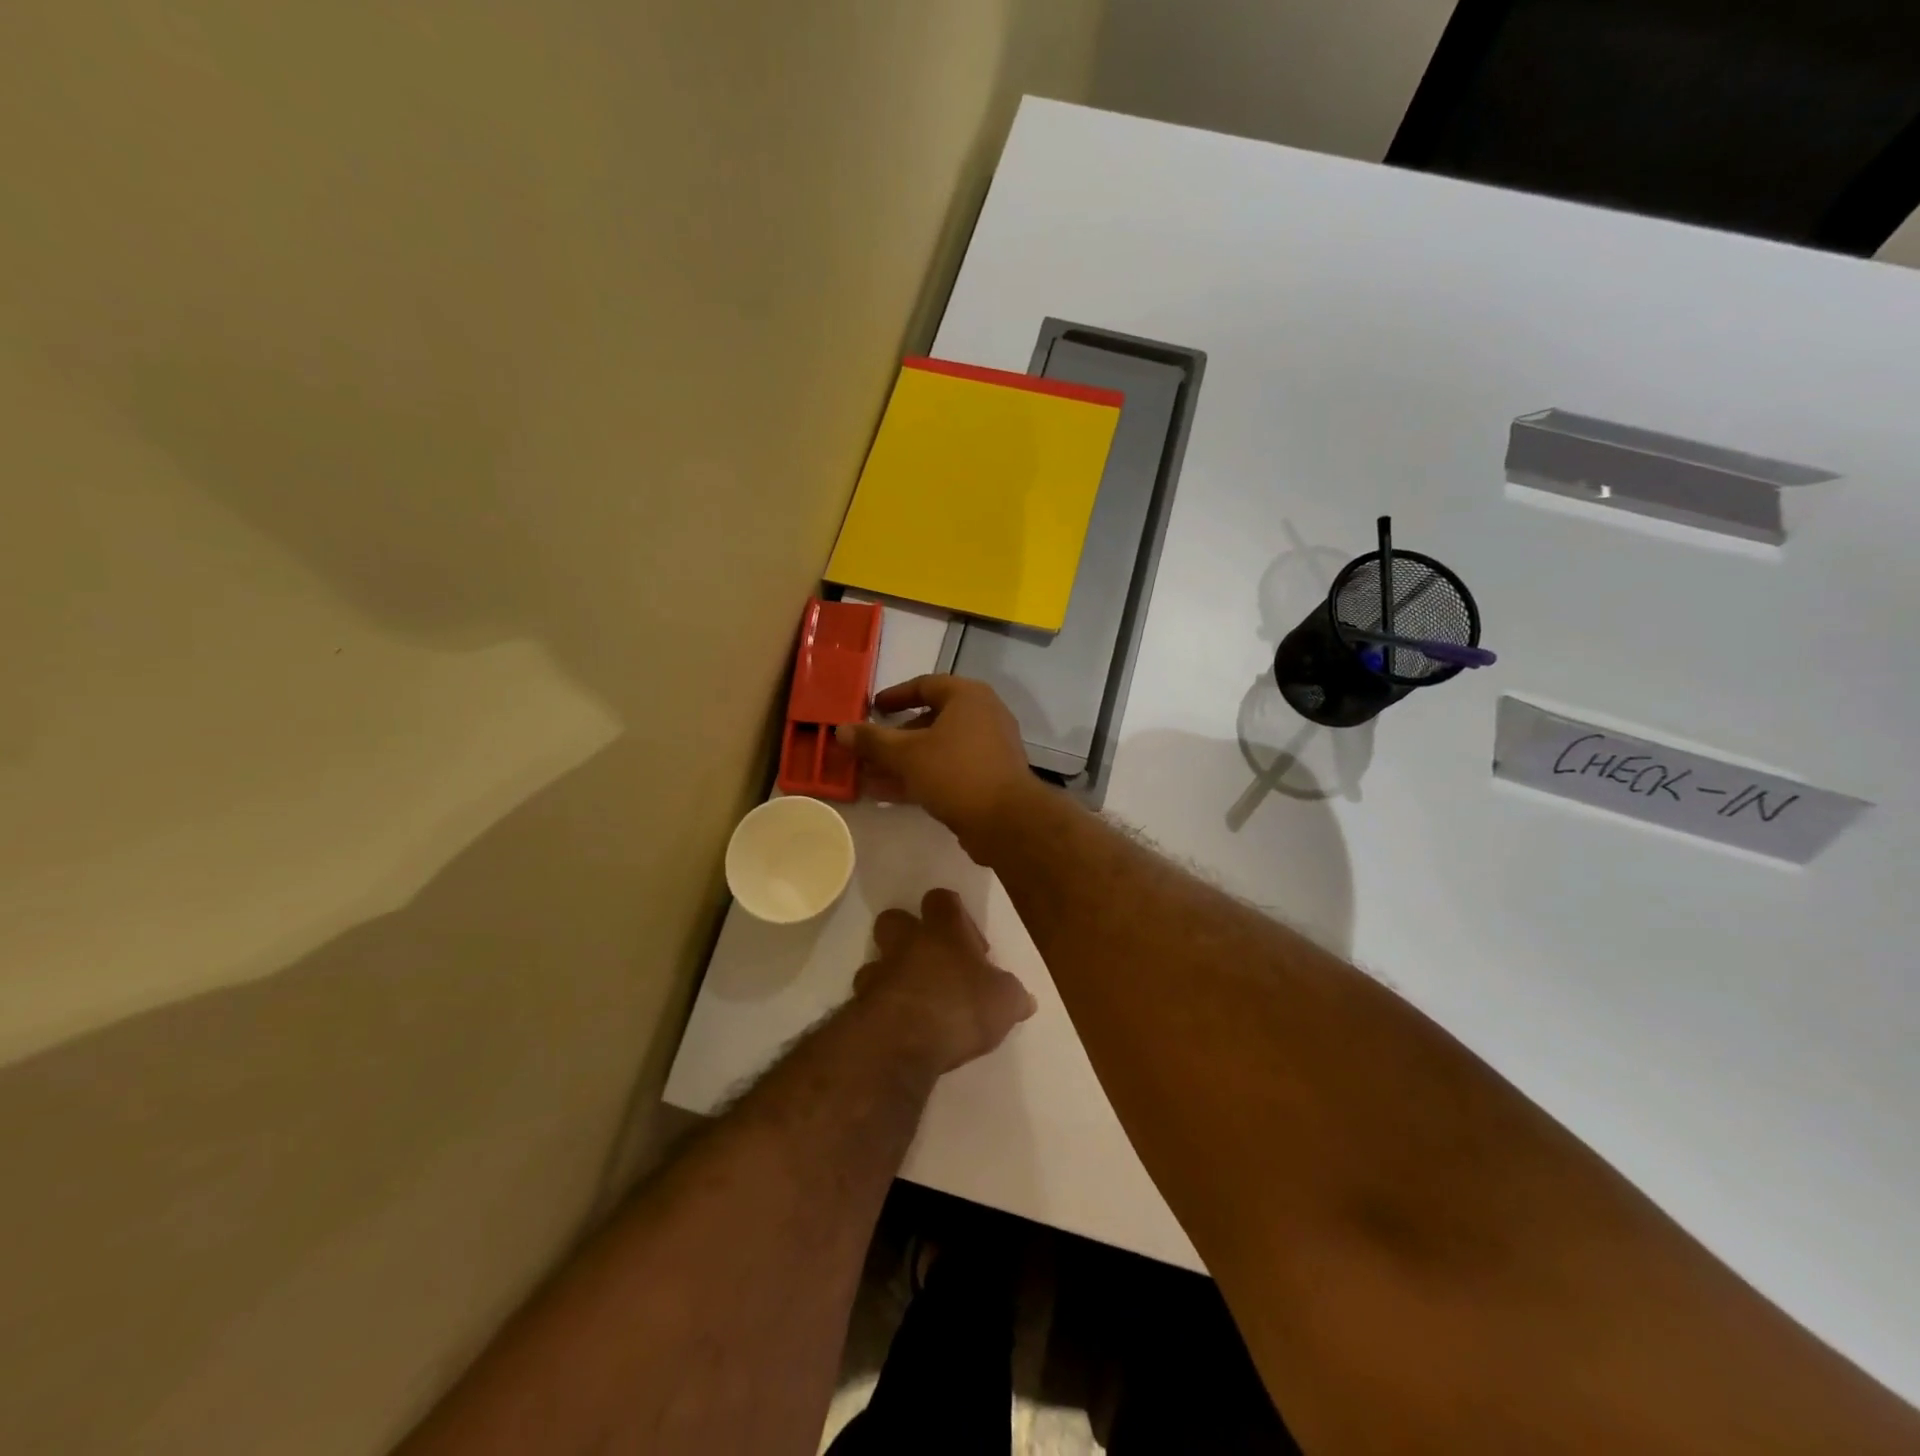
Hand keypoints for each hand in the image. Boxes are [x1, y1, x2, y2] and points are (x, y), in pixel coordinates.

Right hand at [837, 676, 1040, 854]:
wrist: (1007, 821)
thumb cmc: (956, 772)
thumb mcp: (907, 754)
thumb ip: (872, 741)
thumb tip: (841, 729)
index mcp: (968, 697)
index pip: (925, 685)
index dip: (895, 696)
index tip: (872, 708)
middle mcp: (983, 716)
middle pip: (931, 719)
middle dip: (895, 737)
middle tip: (867, 748)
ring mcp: (989, 748)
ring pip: (937, 748)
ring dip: (903, 761)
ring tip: (869, 776)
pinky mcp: (989, 778)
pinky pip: (948, 770)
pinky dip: (921, 777)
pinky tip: (890, 794)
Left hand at [852, 889, 1036, 1074]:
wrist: (900, 1043)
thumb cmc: (959, 1008)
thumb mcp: (1004, 1003)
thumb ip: (1012, 995)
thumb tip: (1024, 999)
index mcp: (943, 931)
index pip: (942, 900)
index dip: (953, 913)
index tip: (970, 943)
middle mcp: (906, 943)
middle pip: (895, 919)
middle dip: (908, 934)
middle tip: (931, 961)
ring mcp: (878, 972)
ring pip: (876, 960)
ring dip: (891, 974)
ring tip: (913, 999)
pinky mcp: (859, 1005)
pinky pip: (867, 998)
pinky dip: (880, 1008)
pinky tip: (898, 1028)